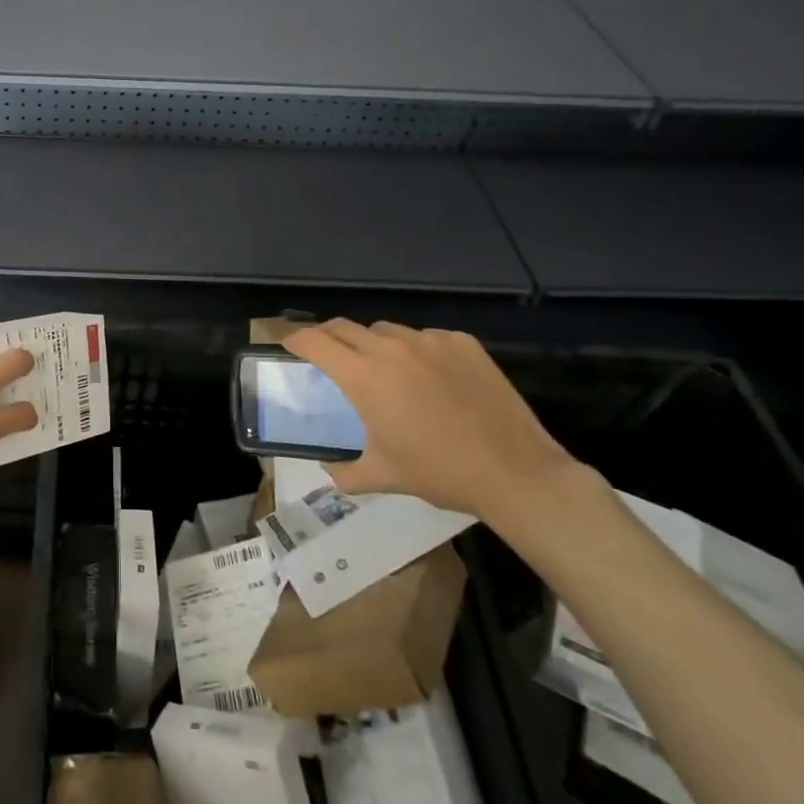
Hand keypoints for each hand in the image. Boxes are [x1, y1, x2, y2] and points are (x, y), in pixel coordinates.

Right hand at [283, 320, 578, 521]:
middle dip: (327, 337)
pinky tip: (428, 378)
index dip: (295, 340)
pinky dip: (415, 351)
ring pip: (386, 331)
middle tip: (325, 355)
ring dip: (372, 344)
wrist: (515, 472)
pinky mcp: (462, 343)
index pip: (315, 341)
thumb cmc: (440, 472)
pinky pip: (425, 338)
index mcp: (365, 377)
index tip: (288, 346)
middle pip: (344, 327)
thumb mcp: (383, 476)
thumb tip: (328, 471)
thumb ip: (344, 472)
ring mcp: (430, 341)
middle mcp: (392, 348)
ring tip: (381, 369)